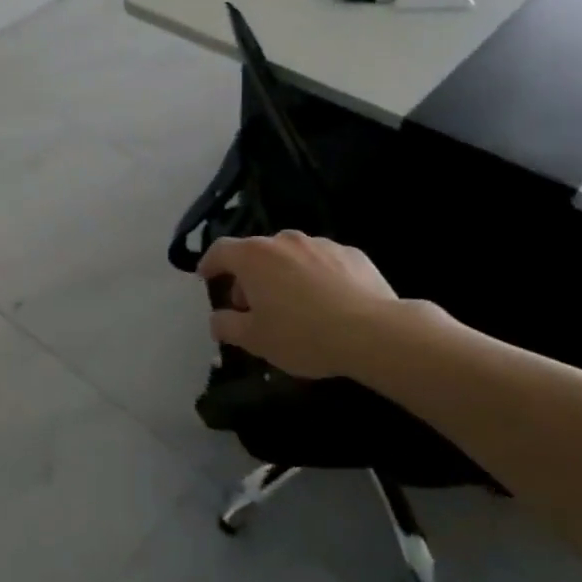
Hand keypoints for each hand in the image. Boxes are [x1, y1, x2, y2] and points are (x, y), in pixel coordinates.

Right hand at [197, 232, 402, 380]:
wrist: (375, 334)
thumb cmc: (303, 335)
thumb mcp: (255, 340)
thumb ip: (227, 326)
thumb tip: (217, 319)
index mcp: (253, 257)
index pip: (219, 251)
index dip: (209, 264)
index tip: (206, 278)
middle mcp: (283, 241)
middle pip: (255, 253)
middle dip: (249, 276)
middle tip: (253, 306)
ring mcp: (320, 244)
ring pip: (290, 256)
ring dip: (283, 274)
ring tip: (293, 305)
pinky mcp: (352, 254)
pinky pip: (322, 262)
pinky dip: (316, 276)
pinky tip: (328, 303)